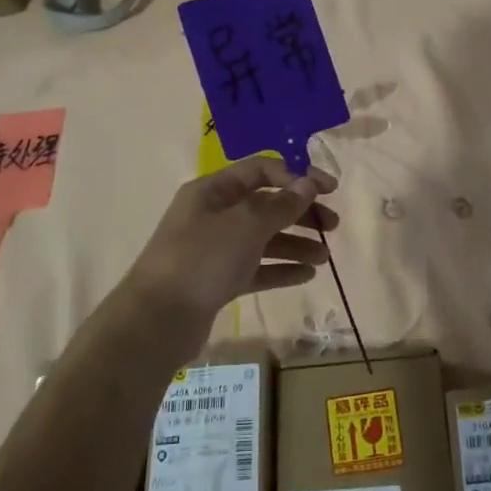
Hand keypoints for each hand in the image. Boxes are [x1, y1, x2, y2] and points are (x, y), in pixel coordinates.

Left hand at [123, 156, 338, 320]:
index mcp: (213, 191)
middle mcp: (213, 215)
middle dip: (300, 213)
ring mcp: (214, 249)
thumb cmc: (202, 259)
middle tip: (333, 227)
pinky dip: (280, 269)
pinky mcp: (217, 281)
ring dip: (295, 243)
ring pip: (263, 238)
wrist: (157, 320)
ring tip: (324, 257)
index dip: (297, 176)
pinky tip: (306, 276)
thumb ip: (281, 205)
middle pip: (265, 205)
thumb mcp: (246, 225)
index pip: (261, 170)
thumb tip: (307, 184)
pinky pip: (256, 268)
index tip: (329, 190)